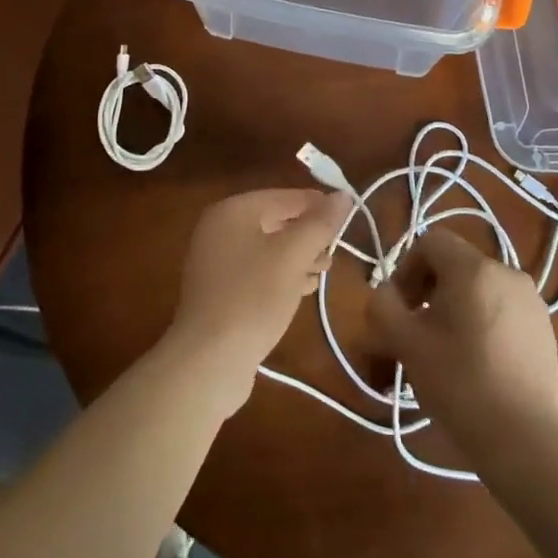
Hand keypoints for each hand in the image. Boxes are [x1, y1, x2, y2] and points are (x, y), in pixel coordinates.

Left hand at [166, 188, 350, 413]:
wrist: (209, 361)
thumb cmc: (253, 298)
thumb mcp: (293, 256)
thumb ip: (320, 223)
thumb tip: (343, 195)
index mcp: (232, 211)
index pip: (284, 197)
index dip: (317, 204)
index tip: (348, 217)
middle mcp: (219, 229)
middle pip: (275, 220)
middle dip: (308, 233)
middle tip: (335, 249)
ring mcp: (216, 261)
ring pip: (268, 248)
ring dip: (298, 255)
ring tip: (324, 270)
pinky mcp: (220, 291)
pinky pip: (257, 271)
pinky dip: (281, 274)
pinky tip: (303, 288)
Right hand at [367, 229, 557, 453]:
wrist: (524, 442)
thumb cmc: (459, 384)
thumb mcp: (406, 344)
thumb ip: (383, 306)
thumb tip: (384, 292)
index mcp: (475, 269)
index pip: (431, 242)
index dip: (406, 269)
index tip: (401, 308)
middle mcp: (508, 273)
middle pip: (456, 264)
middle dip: (429, 290)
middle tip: (416, 330)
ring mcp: (532, 302)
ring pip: (479, 289)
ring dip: (454, 307)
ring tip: (444, 349)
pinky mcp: (545, 330)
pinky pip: (502, 309)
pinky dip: (482, 322)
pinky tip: (477, 363)